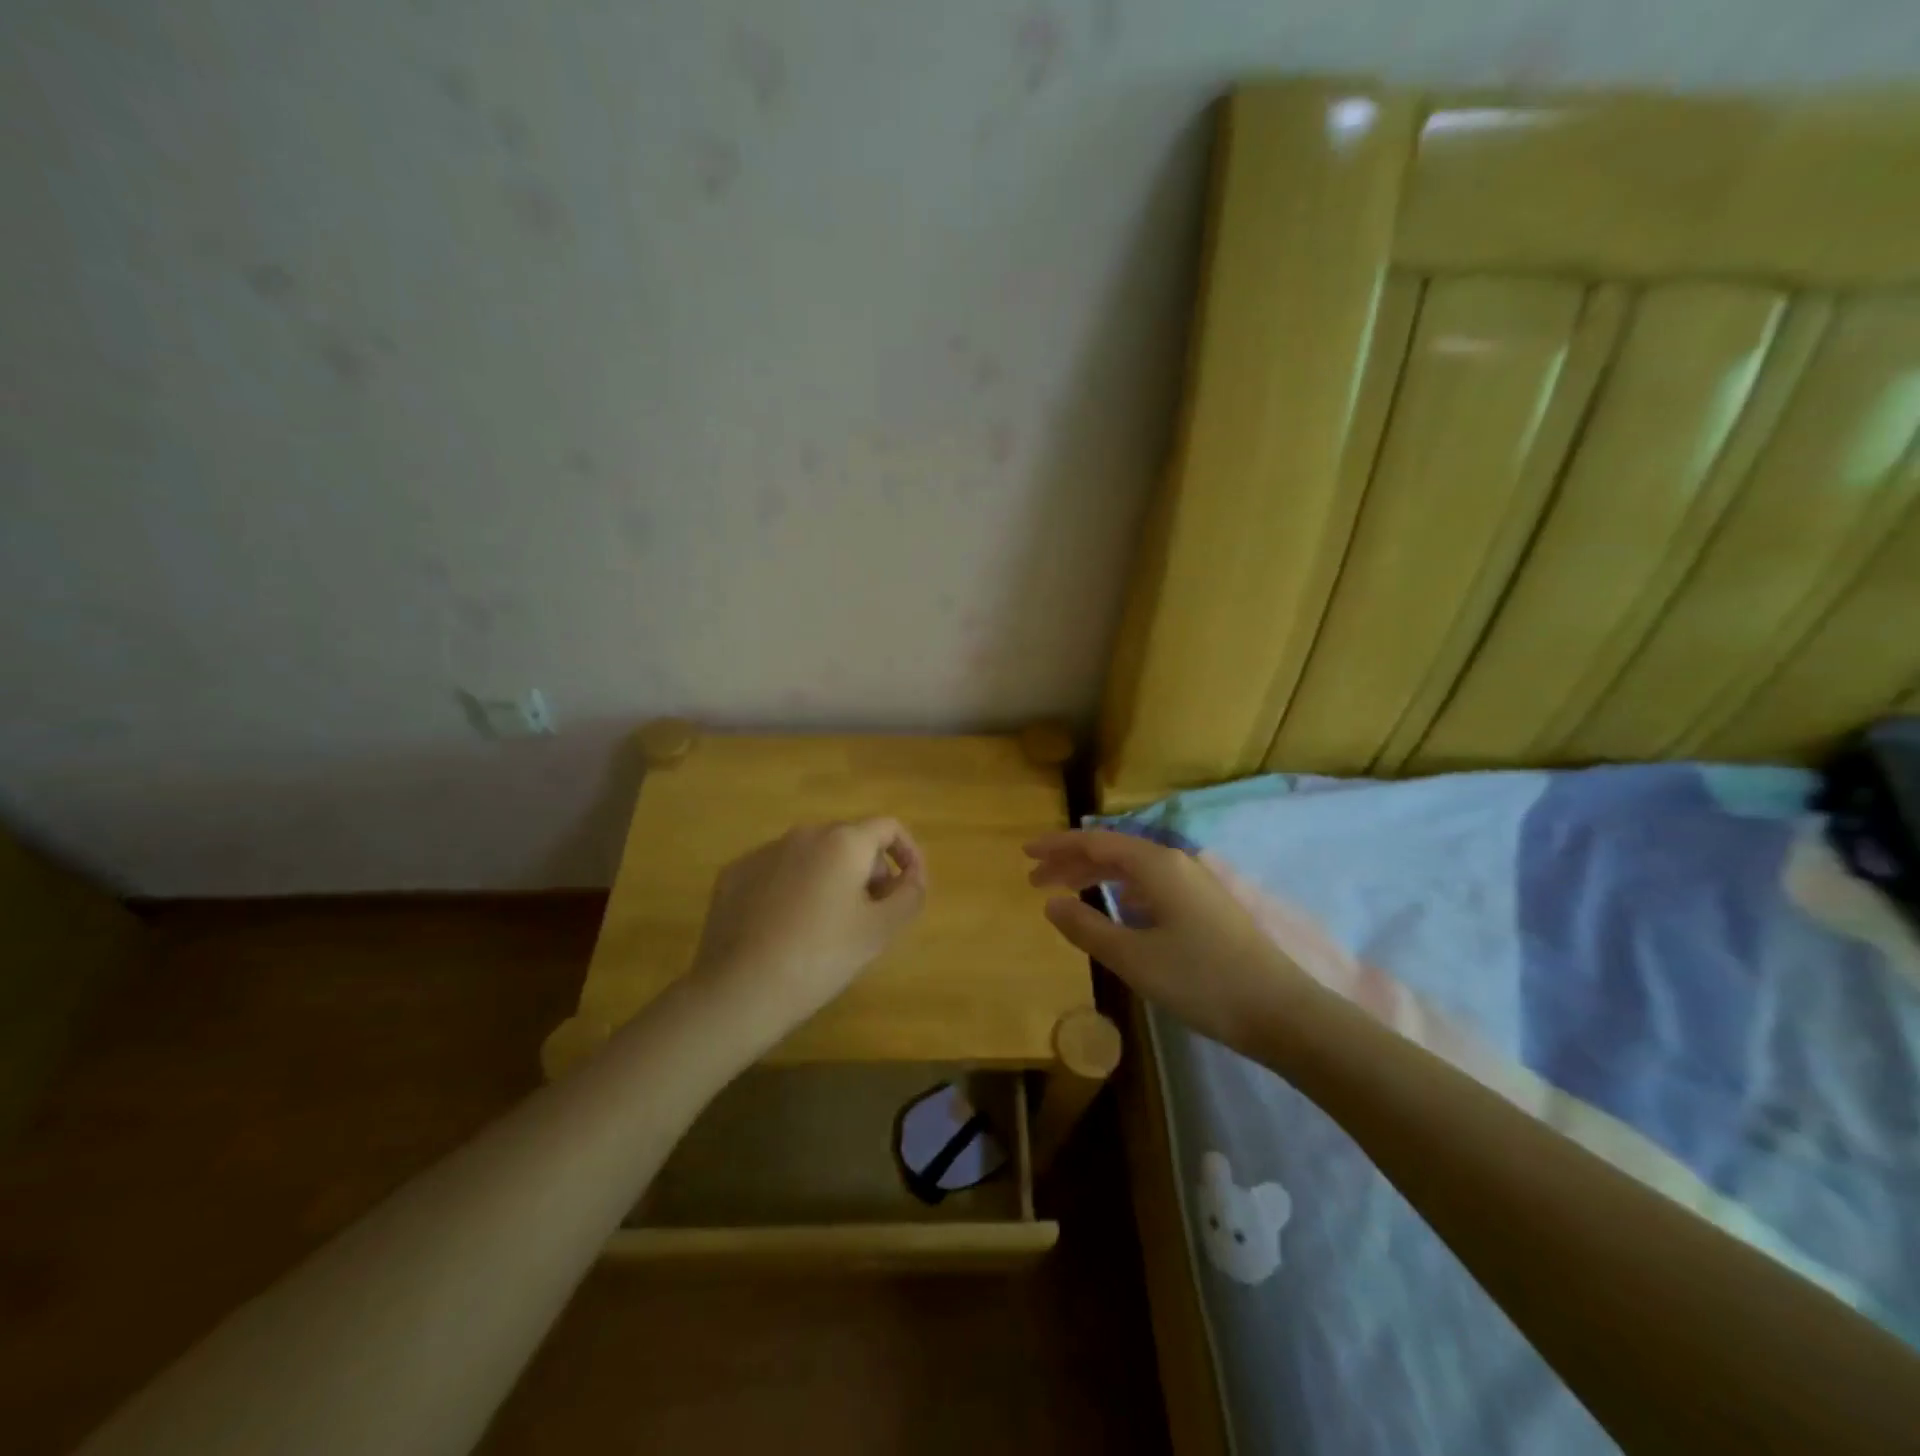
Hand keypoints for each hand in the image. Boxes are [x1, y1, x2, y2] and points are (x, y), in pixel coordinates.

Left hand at [690, 819, 926, 1029]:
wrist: (740, 990)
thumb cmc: (821, 957)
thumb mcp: (880, 931)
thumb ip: (909, 895)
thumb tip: (912, 877)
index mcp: (843, 842)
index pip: (888, 828)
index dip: (908, 853)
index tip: (910, 886)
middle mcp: (803, 834)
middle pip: (850, 841)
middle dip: (869, 871)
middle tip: (872, 915)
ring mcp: (764, 852)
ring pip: (812, 856)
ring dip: (831, 879)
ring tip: (829, 925)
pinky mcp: (734, 874)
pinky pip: (777, 872)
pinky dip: (793, 889)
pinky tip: (787, 928)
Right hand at [1025, 829, 1309, 1052]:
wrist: (1280, 1011)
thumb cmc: (1200, 980)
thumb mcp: (1133, 957)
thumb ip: (1087, 927)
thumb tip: (1051, 903)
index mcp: (1156, 866)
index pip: (1095, 842)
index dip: (1057, 845)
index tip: (1025, 854)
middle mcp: (1176, 864)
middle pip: (1113, 852)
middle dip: (1071, 862)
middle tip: (1035, 880)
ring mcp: (1195, 885)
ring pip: (1133, 869)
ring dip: (1095, 877)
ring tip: (1065, 893)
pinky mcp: (1206, 907)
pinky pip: (1151, 885)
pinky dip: (1122, 891)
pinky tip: (1115, 908)